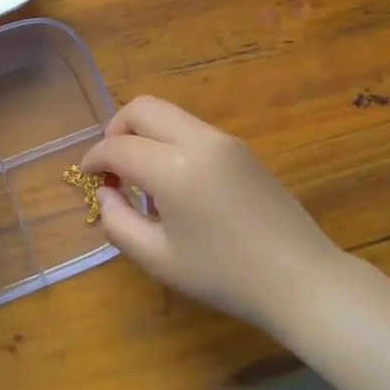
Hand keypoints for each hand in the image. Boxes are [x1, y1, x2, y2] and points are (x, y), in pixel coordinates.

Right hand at [80, 97, 343, 334]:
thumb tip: (106, 192)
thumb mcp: (158, 258)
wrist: (302, 281)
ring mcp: (224, 141)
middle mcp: (198, 140)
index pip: (118, 147)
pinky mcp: (242, 149)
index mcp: (174, 167)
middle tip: (112, 167)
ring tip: (141, 178)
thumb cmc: (225, 276)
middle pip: (142, 108)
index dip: (93, 159)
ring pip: (168, 114)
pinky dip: (168, 141)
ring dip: (144, 134)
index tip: (87, 178)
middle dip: (116, 130)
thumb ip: (117, 222)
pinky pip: (191, 129)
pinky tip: (174, 183)